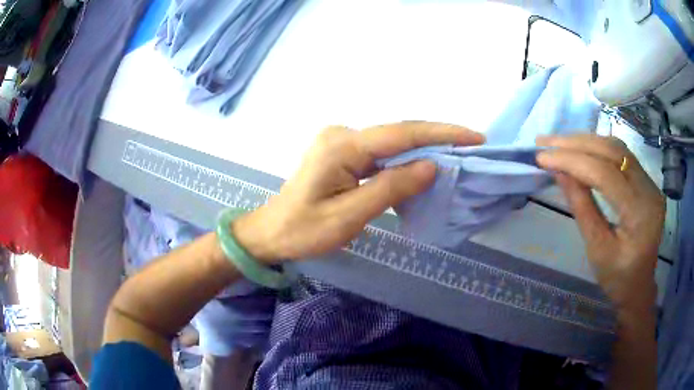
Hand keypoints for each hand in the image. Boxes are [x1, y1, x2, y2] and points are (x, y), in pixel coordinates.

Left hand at [234, 121, 484, 263]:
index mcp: (343, 146)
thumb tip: (431, 166)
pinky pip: (382, 153)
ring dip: (424, 149)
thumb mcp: (349, 215)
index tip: (474, 137)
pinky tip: (424, 167)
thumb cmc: (304, 231)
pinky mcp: (342, 153)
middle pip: (400, 134)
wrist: (271, 232)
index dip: (442, 134)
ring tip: (458, 155)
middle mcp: (343, 135)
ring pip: (393, 143)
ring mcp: (341, 142)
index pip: (403, 134)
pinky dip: (406, 159)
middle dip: (438, 139)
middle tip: (472, 146)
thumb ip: (391, 188)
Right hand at [536, 134, 664, 311]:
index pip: (605, 174)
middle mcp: (649, 190)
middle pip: (612, 152)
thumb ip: (581, 207)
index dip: (572, 161)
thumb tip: (559, 172)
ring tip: (557, 142)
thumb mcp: (596, 249)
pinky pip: (621, 155)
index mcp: (639, 215)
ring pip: (616, 147)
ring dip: (585, 141)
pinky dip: (597, 148)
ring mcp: (650, 182)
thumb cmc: (617, 278)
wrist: (639, 286)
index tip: (542, 157)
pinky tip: (580, 148)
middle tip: (544, 142)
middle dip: (575, 143)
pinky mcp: (647, 180)